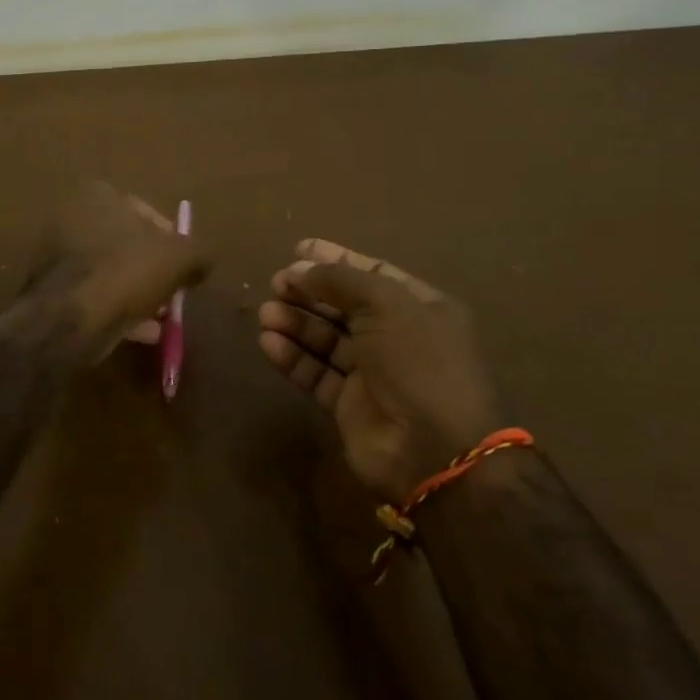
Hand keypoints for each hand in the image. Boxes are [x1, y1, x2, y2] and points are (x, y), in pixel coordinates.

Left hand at [24, 184, 208, 358]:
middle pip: (127, 245)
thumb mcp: (180, 258)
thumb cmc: (126, 272)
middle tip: (172, 295)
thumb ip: (197, 254)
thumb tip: (200, 264)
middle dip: (152, 270)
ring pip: (110, 272)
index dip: (172, 242)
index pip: (147, 214)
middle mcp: (71, 217)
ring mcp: (55, 254)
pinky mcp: (49, 289)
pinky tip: (140, 333)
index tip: (183, 269)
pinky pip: (93, 295)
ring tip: (159, 319)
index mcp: (98, 195)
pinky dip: (116, 309)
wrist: (69, 319)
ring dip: (136, 293)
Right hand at [257, 239, 500, 501]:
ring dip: (295, 323)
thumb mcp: (386, 303)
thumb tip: (300, 269)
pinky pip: (316, 373)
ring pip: (326, 340)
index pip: (372, 273)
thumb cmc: (418, 362)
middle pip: (344, 306)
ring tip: (266, 313)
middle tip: (276, 283)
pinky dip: (292, 356)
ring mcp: (373, 374)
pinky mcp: (349, 405)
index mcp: (420, 308)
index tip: (297, 250)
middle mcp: (398, 338)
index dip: (335, 259)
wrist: (433, 449)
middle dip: (309, 291)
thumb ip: (340, 279)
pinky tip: (268, 342)